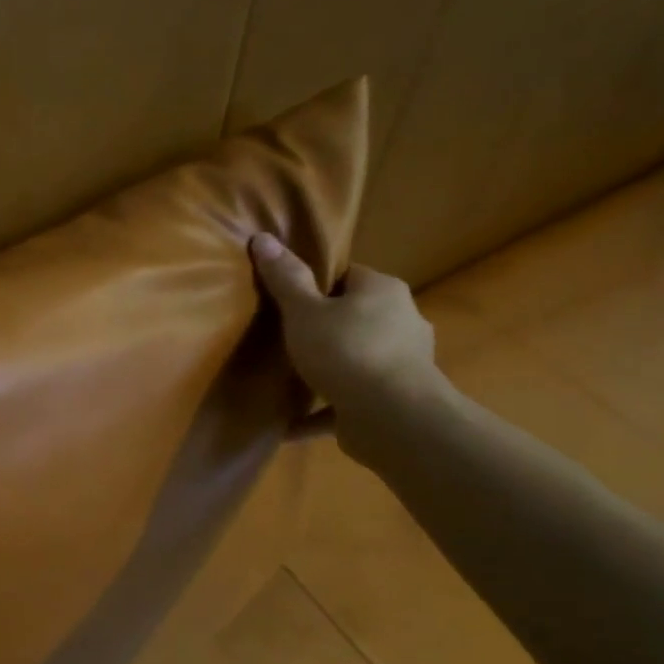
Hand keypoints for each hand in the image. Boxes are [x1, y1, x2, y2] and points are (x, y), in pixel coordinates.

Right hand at [249, 234, 451, 463]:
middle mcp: (401, 321)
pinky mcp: (392, 401)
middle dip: (323, 327)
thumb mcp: (304, 311)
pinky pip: (349, 401)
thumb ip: (284, 279)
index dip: (317, 284)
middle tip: (284, 336)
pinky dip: (324, 410)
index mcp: (383, 291)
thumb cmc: (347, 351)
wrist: (393, 418)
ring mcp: (401, 364)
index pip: (349, 276)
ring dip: (329, 368)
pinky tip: (290, 425)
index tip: (287, 297)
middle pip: (355, 317)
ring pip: (357, 359)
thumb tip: (262, 237)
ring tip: (291, 378)